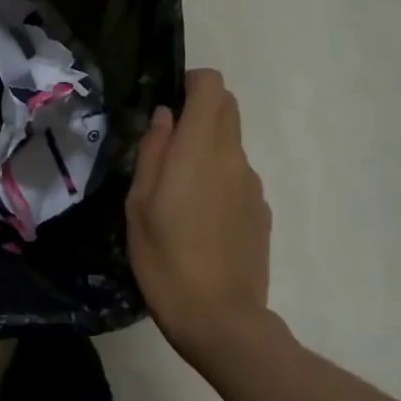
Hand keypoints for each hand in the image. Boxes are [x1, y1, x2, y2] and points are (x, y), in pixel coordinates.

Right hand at [126, 68, 273, 359]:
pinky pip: (239, 176)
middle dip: (200, 109)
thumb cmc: (165, 260)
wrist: (220, 317)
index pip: (211, 87)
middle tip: (167, 144)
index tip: (168, 102)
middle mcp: (233, 159)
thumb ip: (153, 153)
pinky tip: (200, 220)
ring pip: (232, 144)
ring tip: (178, 192)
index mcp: (198, 151)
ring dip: (207, 148)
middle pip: (227, 108)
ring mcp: (253, 185)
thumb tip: (166, 117)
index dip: (191, 82)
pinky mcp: (261, 211)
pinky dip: (219, 179)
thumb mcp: (139, 206)